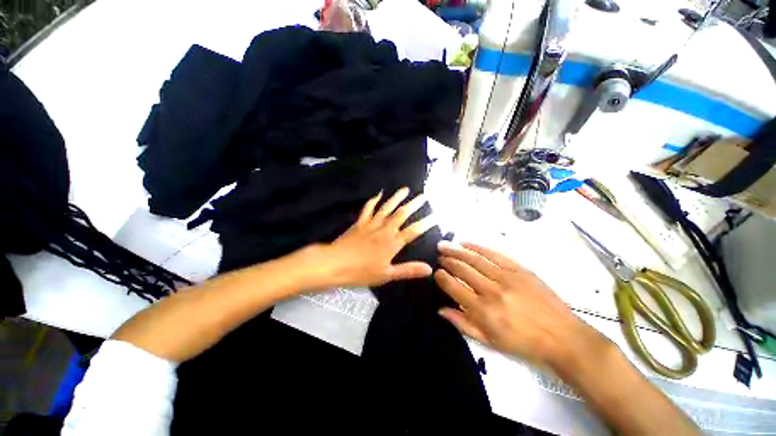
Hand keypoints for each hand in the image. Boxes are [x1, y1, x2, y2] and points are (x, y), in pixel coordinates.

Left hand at [313, 187, 436, 287]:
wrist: (335, 263)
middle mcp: (384, 230)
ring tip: (405, 189)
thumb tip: (429, 268)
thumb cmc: (361, 271)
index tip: (436, 216)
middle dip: (413, 205)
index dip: (425, 223)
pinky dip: (374, 200)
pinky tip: (379, 193)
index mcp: (392, 243)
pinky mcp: (360, 222)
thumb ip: (408, 270)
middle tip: (423, 196)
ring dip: (397, 198)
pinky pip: (368, 208)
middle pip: (401, 214)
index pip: (413, 231)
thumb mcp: (387, 275)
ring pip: (387, 208)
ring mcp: (371, 224)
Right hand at [435, 241, 603, 368]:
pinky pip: (493, 253)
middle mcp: (491, 290)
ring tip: (444, 245)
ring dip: (456, 250)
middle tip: (439, 255)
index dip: (441, 277)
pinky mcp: (519, 269)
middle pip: (462, 269)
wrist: (562, 337)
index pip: (453, 287)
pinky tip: (465, 243)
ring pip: (474, 259)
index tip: (436, 272)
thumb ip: (463, 324)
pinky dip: (477, 247)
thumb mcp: (490, 342)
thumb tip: (441, 309)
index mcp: (483, 311)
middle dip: (447, 261)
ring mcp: (506, 277)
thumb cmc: (524, 343)